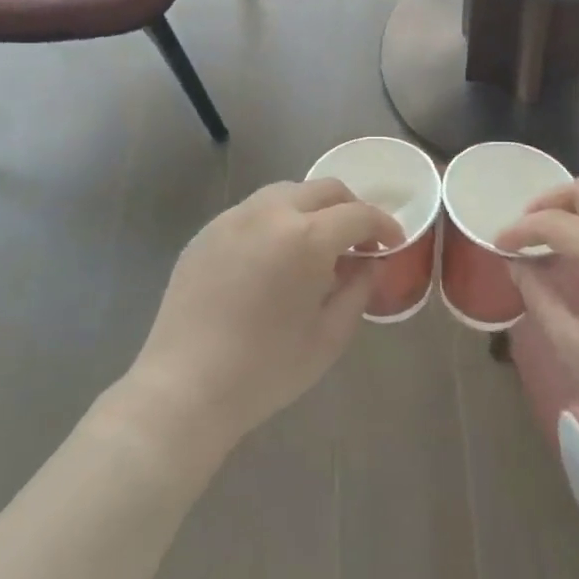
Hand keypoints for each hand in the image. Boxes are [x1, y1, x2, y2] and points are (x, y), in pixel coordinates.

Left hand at [126, 180, 402, 454]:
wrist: (184, 388)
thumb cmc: (266, 369)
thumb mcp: (330, 335)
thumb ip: (359, 288)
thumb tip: (368, 262)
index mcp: (307, 237)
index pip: (359, 214)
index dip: (384, 226)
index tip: (394, 243)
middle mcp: (271, 212)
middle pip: (324, 189)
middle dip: (350, 209)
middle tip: (359, 241)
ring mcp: (234, 217)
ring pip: (287, 192)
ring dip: (313, 210)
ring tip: (316, 246)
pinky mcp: (207, 231)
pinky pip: (254, 211)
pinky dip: (277, 221)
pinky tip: (274, 257)